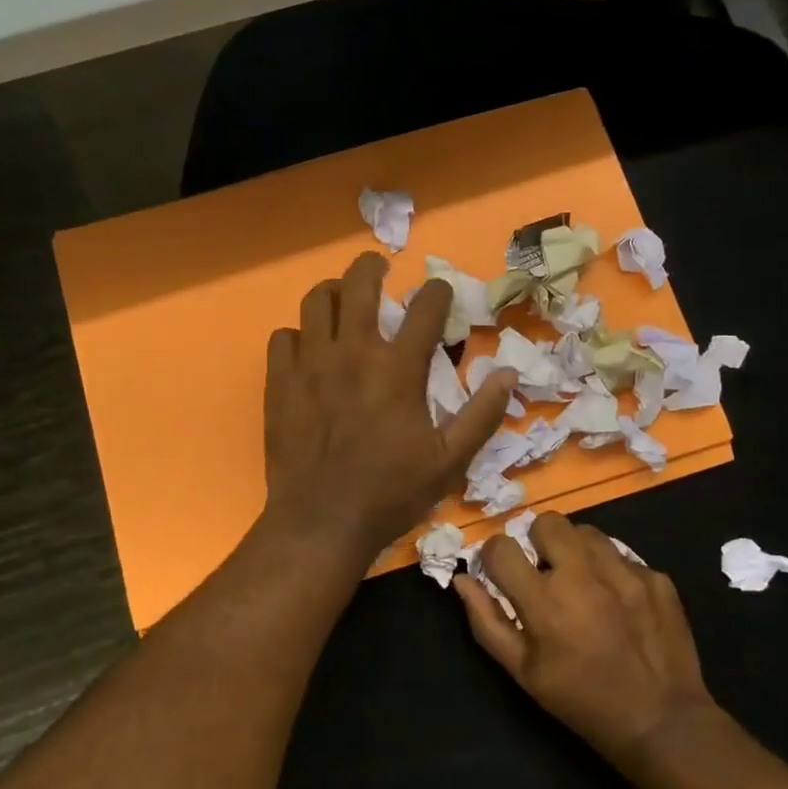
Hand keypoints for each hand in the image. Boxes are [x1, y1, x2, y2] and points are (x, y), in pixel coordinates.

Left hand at [264, 252, 515, 560]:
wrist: (321, 521)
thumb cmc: (390, 493)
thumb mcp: (449, 461)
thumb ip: (482, 414)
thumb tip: (508, 373)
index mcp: (398, 369)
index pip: (425, 307)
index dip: (438, 291)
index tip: (440, 291)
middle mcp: (353, 353)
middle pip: (359, 283)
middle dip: (373, 266)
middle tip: (379, 270)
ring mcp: (310, 364)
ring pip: (316, 301)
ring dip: (333, 292)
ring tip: (341, 300)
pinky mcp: (279, 382)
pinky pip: (282, 337)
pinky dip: (297, 335)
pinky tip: (307, 349)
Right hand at [456, 514, 721, 772]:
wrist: (661, 721)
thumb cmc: (581, 701)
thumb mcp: (523, 673)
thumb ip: (486, 622)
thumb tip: (462, 580)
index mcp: (545, 601)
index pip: (502, 547)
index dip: (495, 555)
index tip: (502, 571)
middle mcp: (584, 576)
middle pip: (548, 522)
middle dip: (539, 541)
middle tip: (546, 571)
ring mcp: (625, 573)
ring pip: (588, 532)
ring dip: (576, 551)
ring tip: (583, 582)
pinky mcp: (656, 578)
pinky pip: (623, 556)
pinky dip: (613, 571)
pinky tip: (618, 602)